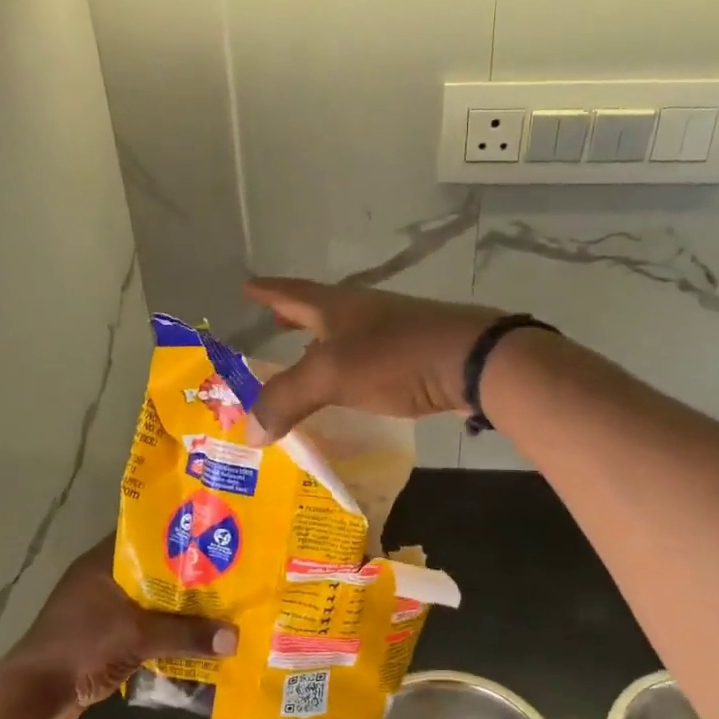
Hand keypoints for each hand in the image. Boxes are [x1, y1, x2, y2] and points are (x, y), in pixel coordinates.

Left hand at [5, 539, 235, 718]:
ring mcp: (99, 609)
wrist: (34, 696)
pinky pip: (141, 624)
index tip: (214, 535)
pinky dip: (162, 629)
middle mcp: (100, 579)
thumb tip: (234, 638)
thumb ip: (186, 635)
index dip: (179, 534)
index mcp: (103, 564)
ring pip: (147, 599)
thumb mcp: (138, 637)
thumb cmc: (82, 648)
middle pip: (152, 569)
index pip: (146, 535)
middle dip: (186, 575)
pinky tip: (191, 637)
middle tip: (226, 573)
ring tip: (216, 605)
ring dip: (175, 606)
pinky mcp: (101, 635)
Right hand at [243, 278, 503, 440]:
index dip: (267, 291)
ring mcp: (391, 331)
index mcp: (336, 306)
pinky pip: (368, 358)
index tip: (247, 286)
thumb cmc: (394, 357)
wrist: (471, 361)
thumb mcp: (330, 376)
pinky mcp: (414, 354)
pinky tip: (350, 385)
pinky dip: (349, 367)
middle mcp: (362, 311)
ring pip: (345, 334)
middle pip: (320, 310)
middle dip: (294, 316)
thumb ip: (286, 400)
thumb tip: (248, 432)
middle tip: (273, 321)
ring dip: (322, 343)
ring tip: (304, 358)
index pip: (291, 293)